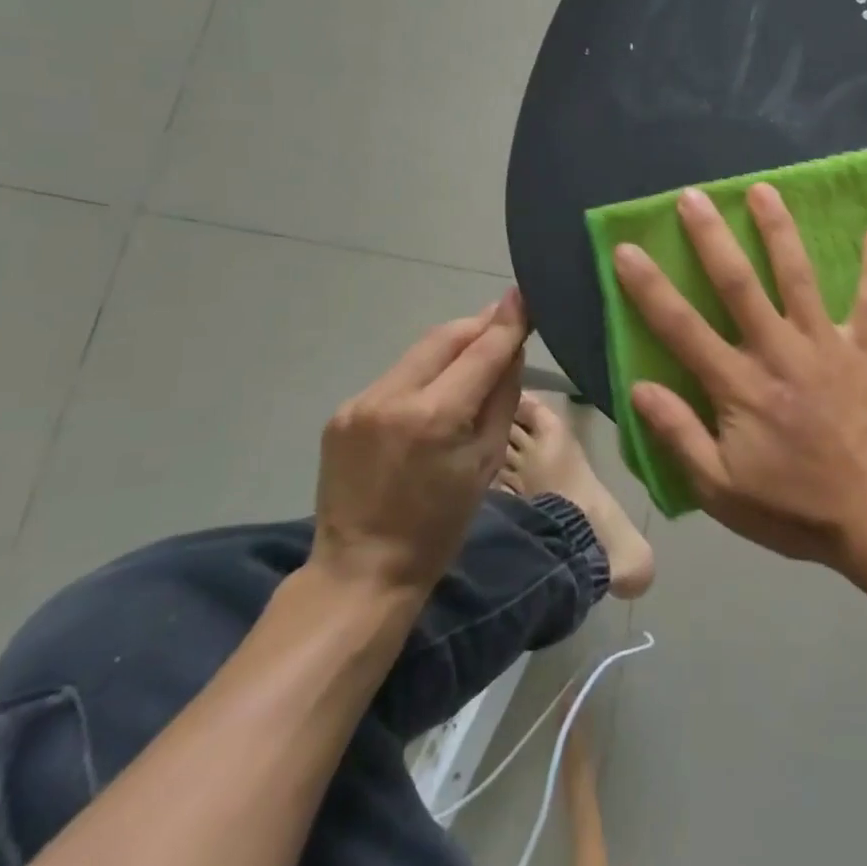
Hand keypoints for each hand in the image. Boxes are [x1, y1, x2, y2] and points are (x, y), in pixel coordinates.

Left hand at [312, 290, 529, 592]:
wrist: (362, 570)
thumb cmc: (440, 525)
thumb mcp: (486, 462)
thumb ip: (501, 398)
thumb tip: (511, 350)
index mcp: (435, 416)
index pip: (480, 351)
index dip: (506, 322)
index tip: (523, 295)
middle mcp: (392, 397)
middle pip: (444, 338)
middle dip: (477, 326)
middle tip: (504, 322)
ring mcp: (361, 403)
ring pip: (418, 355)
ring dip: (450, 349)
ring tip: (475, 356)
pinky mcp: (343, 413)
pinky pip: (395, 379)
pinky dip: (422, 375)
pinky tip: (434, 392)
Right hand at [613, 184, 866, 568]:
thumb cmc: (797, 508)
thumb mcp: (722, 489)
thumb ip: (680, 435)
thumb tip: (639, 388)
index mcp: (739, 385)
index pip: (681, 328)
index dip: (649, 288)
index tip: (628, 249)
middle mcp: (779, 352)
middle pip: (739, 284)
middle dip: (712, 238)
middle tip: (693, 197)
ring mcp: (826, 346)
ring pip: (798, 277)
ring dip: (779, 231)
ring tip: (763, 190)